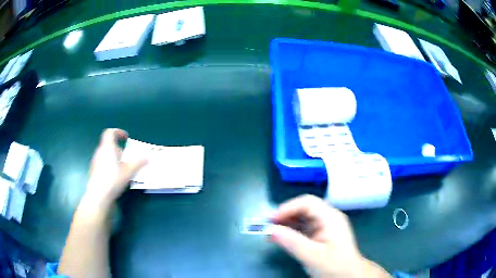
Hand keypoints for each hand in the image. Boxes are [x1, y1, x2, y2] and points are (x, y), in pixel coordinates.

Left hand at [82, 129, 146, 210]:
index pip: (110, 132)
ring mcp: (94, 162)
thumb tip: (147, 157)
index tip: (126, 138)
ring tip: (121, 170)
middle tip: (126, 158)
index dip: (118, 132)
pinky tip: (114, 178)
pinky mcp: (93, 172)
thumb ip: (138, 162)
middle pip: (108, 145)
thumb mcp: (129, 171)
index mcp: (107, 147)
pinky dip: (109, 166)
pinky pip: (102, 164)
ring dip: (113, 159)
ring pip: (105, 155)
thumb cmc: (113, 179)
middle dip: (118, 149)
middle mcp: (99, 152)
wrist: (98, 196)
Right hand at [271, 195, 388, 277]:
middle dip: (285, 215)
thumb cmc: (334, 266)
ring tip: (270, 232)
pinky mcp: (321, 234)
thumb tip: (271, 229)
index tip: (271, 220)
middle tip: (267, 226)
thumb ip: (292, 242)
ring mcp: (325, 226)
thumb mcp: (312, 256)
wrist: (349, 276)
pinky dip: (291, 231)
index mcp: (331, 218)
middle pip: (304, 208)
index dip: (288, 207)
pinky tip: (281, 237)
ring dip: (286, 223)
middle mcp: (328, 218)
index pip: (307, 202)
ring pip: (302, 217)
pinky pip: (304, 227)